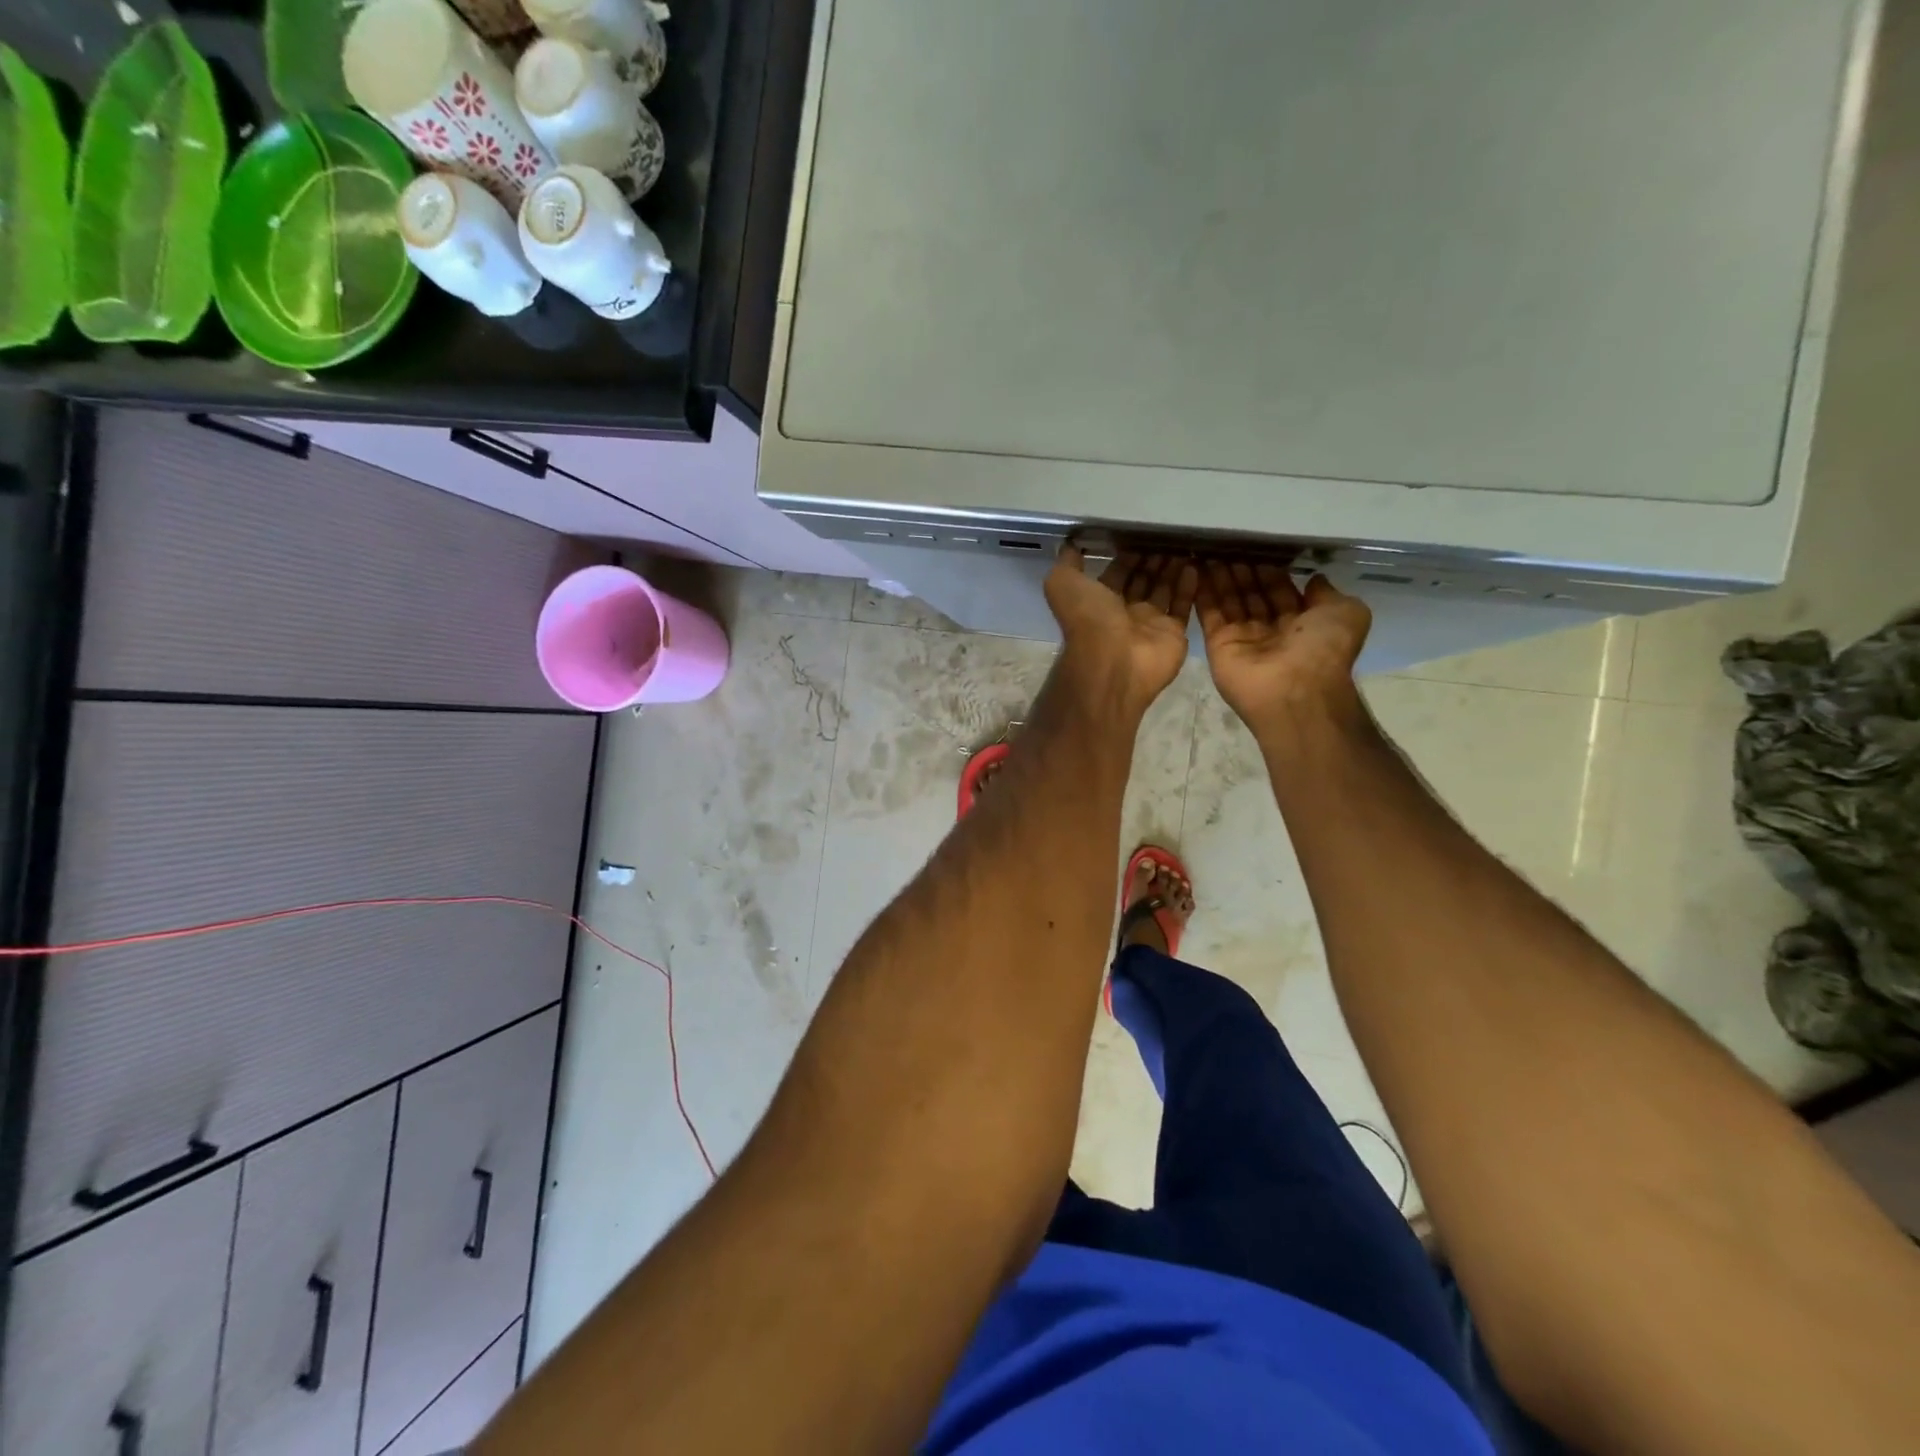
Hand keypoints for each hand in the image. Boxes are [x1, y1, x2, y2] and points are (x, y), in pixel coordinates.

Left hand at [1044, 546, 1197, 714]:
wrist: (1114, 661)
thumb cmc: (1088, 619)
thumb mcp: (1063, 583)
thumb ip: (1066, 563)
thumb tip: (1070, 543)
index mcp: (1098, 600)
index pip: (1117, 571)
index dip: (1128, 553)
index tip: (1143, 531)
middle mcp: (1124, 611)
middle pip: (1143, 579)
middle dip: (1154, 557)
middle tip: (1170, 534)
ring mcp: (1150, 623)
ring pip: (1164, 589)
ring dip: (1172, 567)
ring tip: (1185, 543)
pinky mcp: (1173, 633)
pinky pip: (1183, 605)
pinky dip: (1189, 585)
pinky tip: (1194, 564)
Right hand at [1196, 561, 1371, 736]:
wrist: (1295, 690)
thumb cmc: (1324, 650)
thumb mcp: (1346, 613)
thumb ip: (1328, 594)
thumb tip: (1315, 579)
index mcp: (1301, 623)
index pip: (1280, 590)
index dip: (1268, 570)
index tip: (1255, 548)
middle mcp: (1270, 630)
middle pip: (1252, 594)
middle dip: (1241, 571)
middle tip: (1227, 546)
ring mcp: (1242, 638)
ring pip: (1229, 601)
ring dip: (1221, 578)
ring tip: (1210, 551)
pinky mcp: (1218, 644)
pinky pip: (1209, 614)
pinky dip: (1203, 593)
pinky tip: (1196, 569)